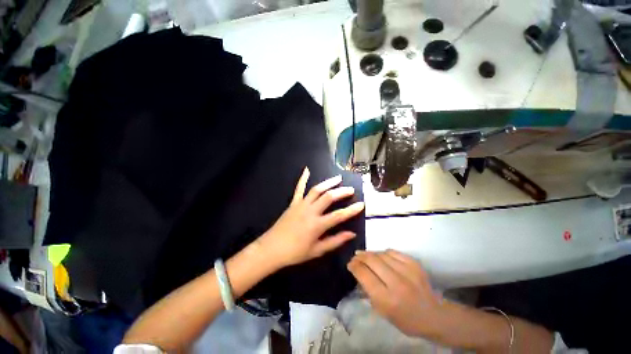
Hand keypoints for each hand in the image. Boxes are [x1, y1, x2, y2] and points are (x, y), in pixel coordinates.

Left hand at [257, 167, 364, 268]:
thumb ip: (335, 241)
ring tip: (338, 178)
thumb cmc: (295, 252)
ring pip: (316, 190)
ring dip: (328, 183)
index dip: (352, 210)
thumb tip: (351, 234)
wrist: (272, 249)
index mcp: (317, 225)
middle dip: (342, 192)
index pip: (339, 215)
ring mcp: (301, 205)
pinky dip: (303, 178)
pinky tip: (307, 170)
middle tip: (351, 189)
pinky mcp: (293, 203)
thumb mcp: (317, 251)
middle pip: (329, 197)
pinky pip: (298, 188)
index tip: (362, 204)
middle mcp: (310, 211)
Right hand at [347, 250, 443, 336]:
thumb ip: (368, 290)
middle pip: (371, 260)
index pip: (364, 274)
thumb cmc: (405, 319)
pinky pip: (393, 252)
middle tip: (356, 256)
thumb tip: (357, 271)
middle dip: (360, 256)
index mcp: (386, 299)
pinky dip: (384, 253)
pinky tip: (382, 257)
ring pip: (381, 254)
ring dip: (371, 254)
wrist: (433, 315)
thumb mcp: (382, 312)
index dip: (354, 266)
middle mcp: (396, 283)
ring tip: (367, 256)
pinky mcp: (414, 264)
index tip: (350, 264)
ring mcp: (407, 271)